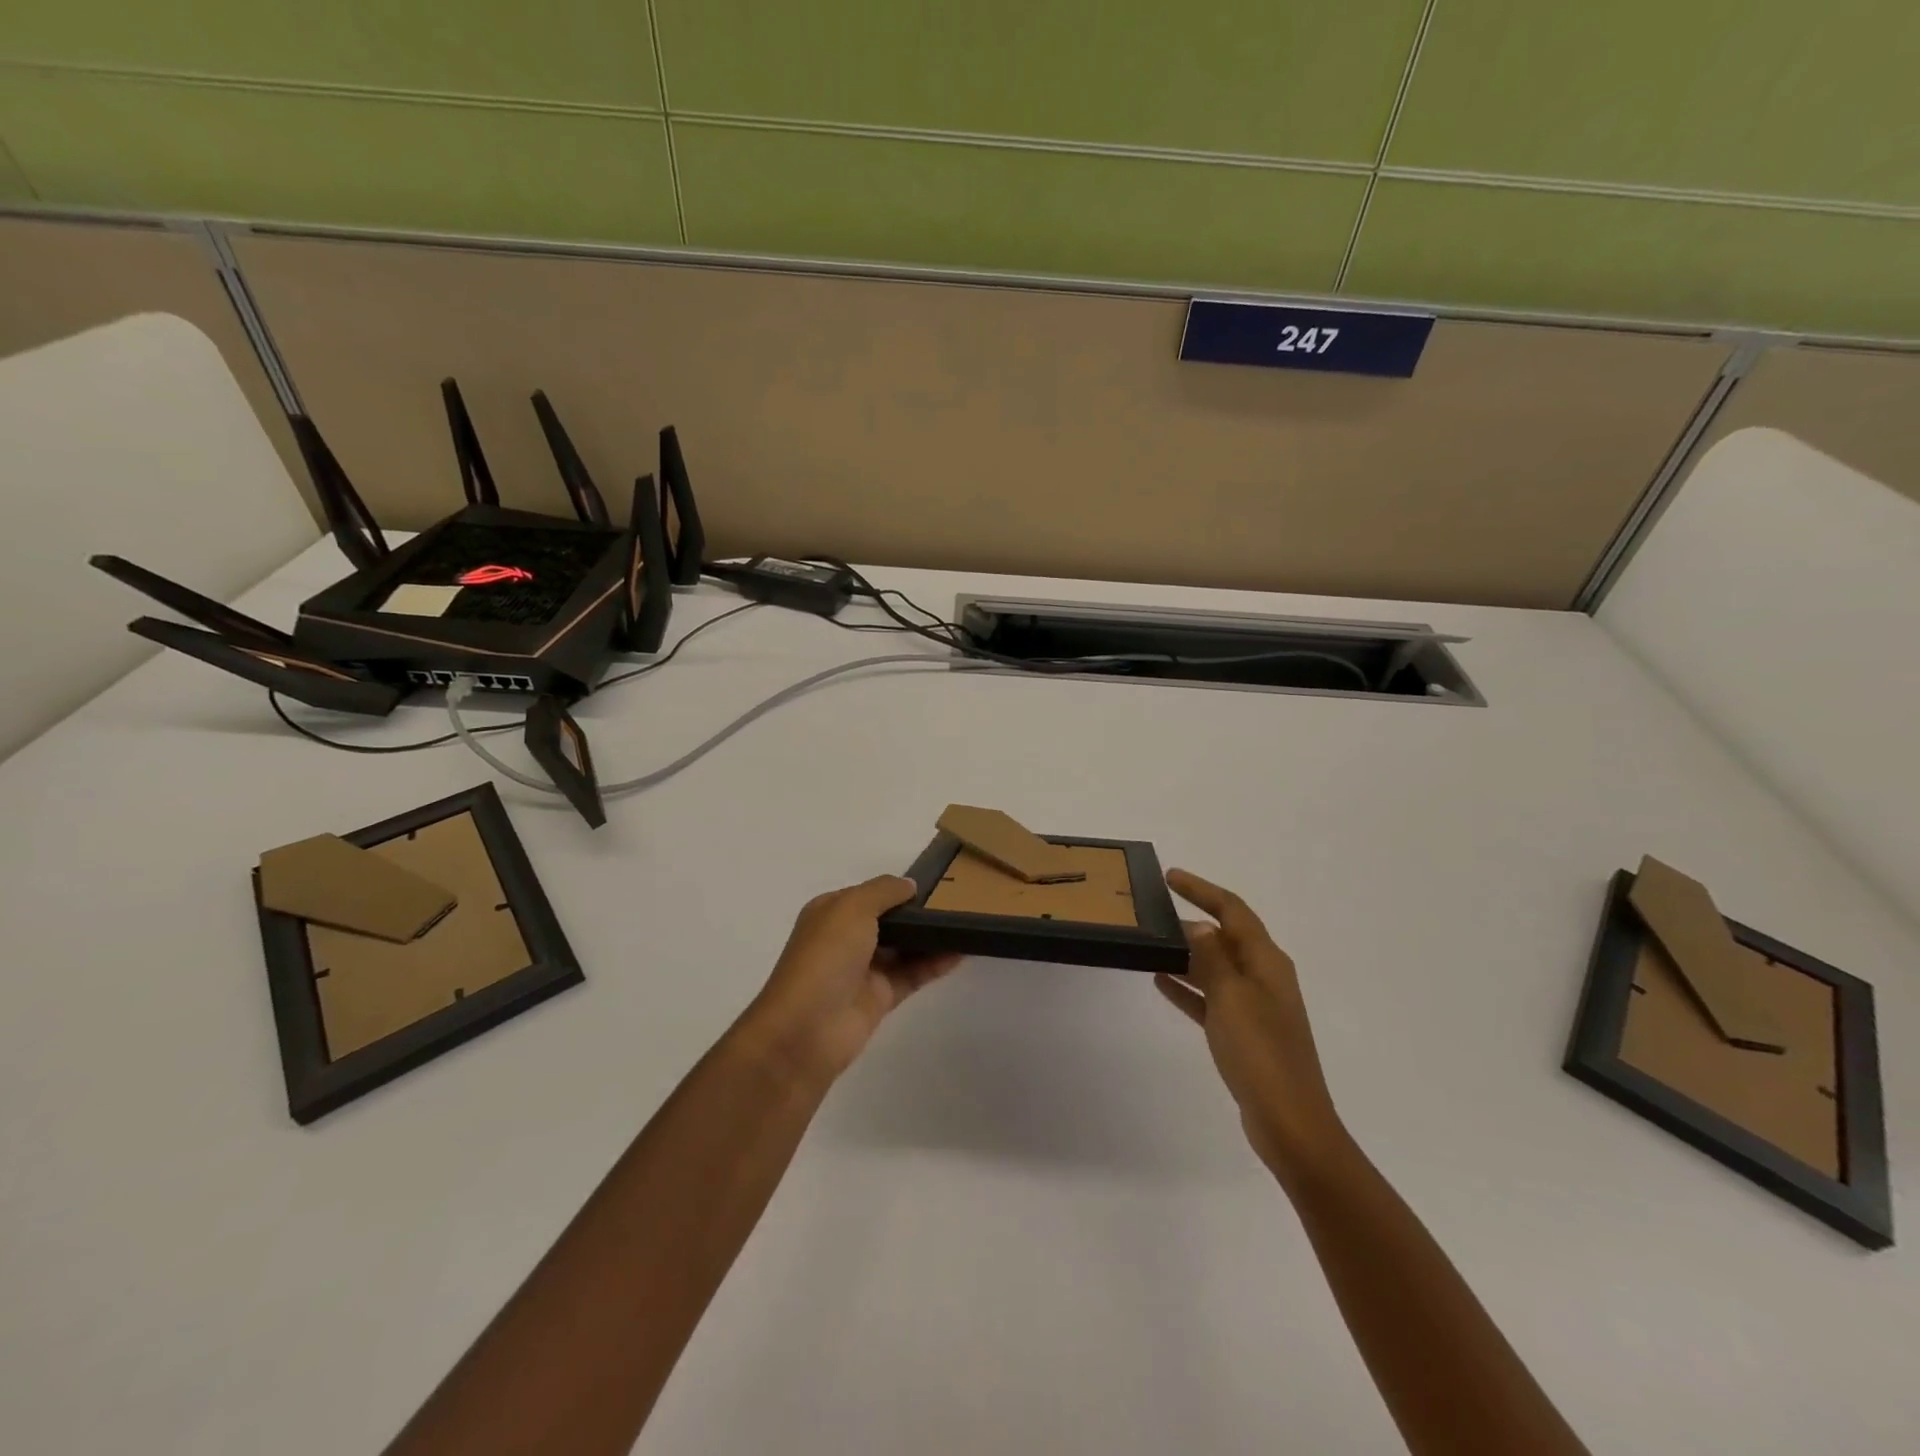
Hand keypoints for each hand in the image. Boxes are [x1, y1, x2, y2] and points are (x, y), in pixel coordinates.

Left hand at [742, 876, 962, 1083]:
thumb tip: (910, 885)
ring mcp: (863, 970)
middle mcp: (845, 938)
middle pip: (888, 921)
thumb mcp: (852, 908)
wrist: (807, 1029)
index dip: (897, 889)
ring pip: (903, 948)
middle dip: (917, 912)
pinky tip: (961, 951)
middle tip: (958, 902)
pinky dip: (935, 963)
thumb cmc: (826, 956)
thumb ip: (884, 890)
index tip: (934, 883)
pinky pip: (912, 974)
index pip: (869, 894)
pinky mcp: (881, 998)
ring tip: (966, 923)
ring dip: (930, 937)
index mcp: (831, 912)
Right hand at [1155, 869, 1345, 1177]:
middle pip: (1226, 936)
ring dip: (1187, 953)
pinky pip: (1211, 998)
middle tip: (1154, 911)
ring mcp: (1255, 1007)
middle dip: (1193, 920)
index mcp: (1267, 961)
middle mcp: (1264, 977)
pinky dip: (1188, 987)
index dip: (1202, 889)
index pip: (1232, 910)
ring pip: (1216, 967)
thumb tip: (1196, 927)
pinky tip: (1160, 982)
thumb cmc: (1260, 1053)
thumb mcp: (1231, 996)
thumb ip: (1211, 958)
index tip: (1170, 876)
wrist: (1290, 1122)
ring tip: (1151, 943)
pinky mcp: (1243, 1034)